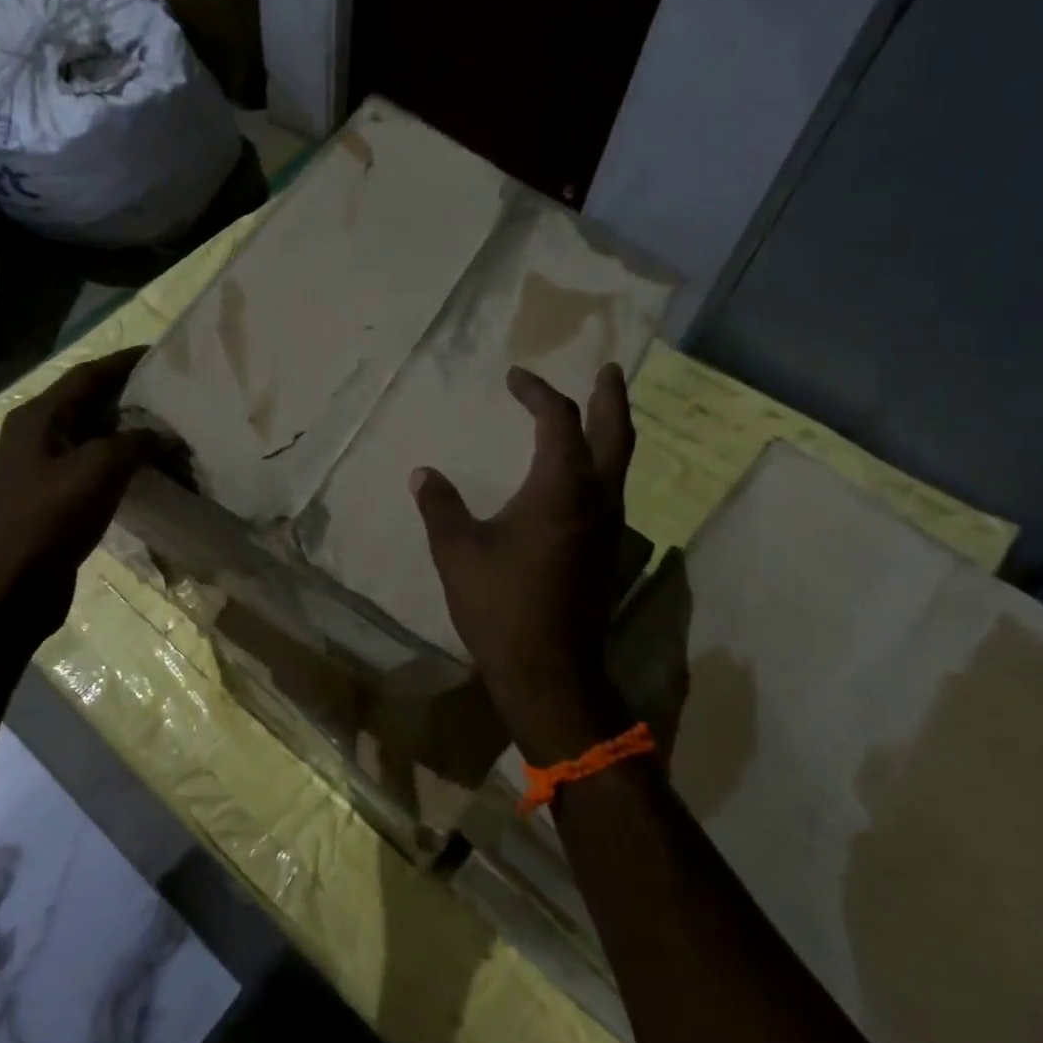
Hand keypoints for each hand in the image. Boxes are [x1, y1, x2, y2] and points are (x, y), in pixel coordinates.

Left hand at [0, 347, 162, 638]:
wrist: (4, 590)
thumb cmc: (47, 520)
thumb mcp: (98, 470)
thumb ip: (135, 443)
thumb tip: (164, 435)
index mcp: (38, 418)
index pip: (87, 375)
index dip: (124, 362)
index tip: (162, 355)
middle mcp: (34, 437)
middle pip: (87, 404)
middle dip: (129, 398)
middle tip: (173, 397)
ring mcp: (38, 472)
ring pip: (90, 440)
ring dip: (126, 435)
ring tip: (167, 434)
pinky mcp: (48, 503)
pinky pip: (89, 471)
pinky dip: (118, 467)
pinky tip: (144, 475)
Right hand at [411, 364, 637, 765]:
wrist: (550, 672)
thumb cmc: (500, 606)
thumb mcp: (457, 552)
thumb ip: (440, 506)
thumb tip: (422, 473)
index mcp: (560, 488)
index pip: (557, 420)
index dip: (537, 393)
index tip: (515, 378)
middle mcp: (596, 499)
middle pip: (615, 434)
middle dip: (611, 398)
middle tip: (609, 370)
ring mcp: (610, 528)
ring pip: (620, 465)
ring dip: (612, 431)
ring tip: (599, 411)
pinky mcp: (608, 552)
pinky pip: (612, 491)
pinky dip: (603, 465)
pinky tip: (584, 475)